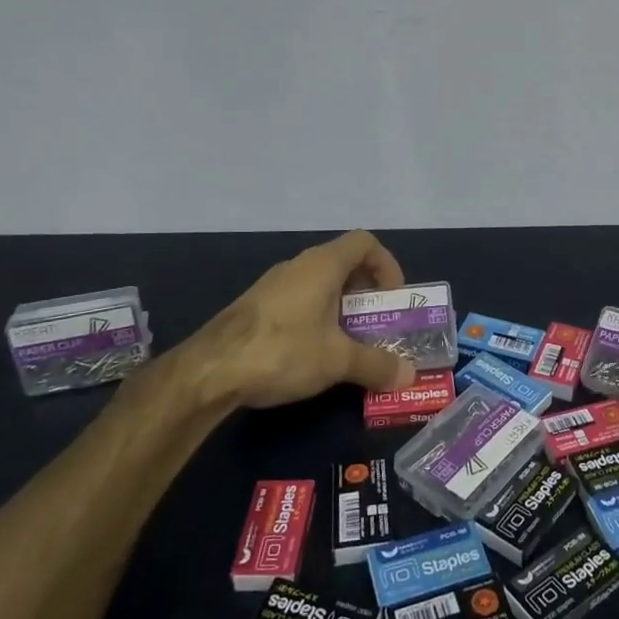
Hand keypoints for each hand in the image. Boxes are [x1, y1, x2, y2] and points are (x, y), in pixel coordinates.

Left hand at [156, 230, 417, 411]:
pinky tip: (314, 353)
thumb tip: (409, 375)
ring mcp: (274, 285)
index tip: (393, 299)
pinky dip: (317, 318)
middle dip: (367, 293)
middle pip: (344, 264)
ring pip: (320, 285)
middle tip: (377, 325)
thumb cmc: (283, 350)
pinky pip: (299, 301)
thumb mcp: (338, 361)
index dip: (387, 265)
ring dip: (341, 308)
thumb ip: (377, 364)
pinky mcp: (256, 307)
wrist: (209, 371)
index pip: (365, 243)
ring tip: (350, 344)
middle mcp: (299, 266)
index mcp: (323, 265)